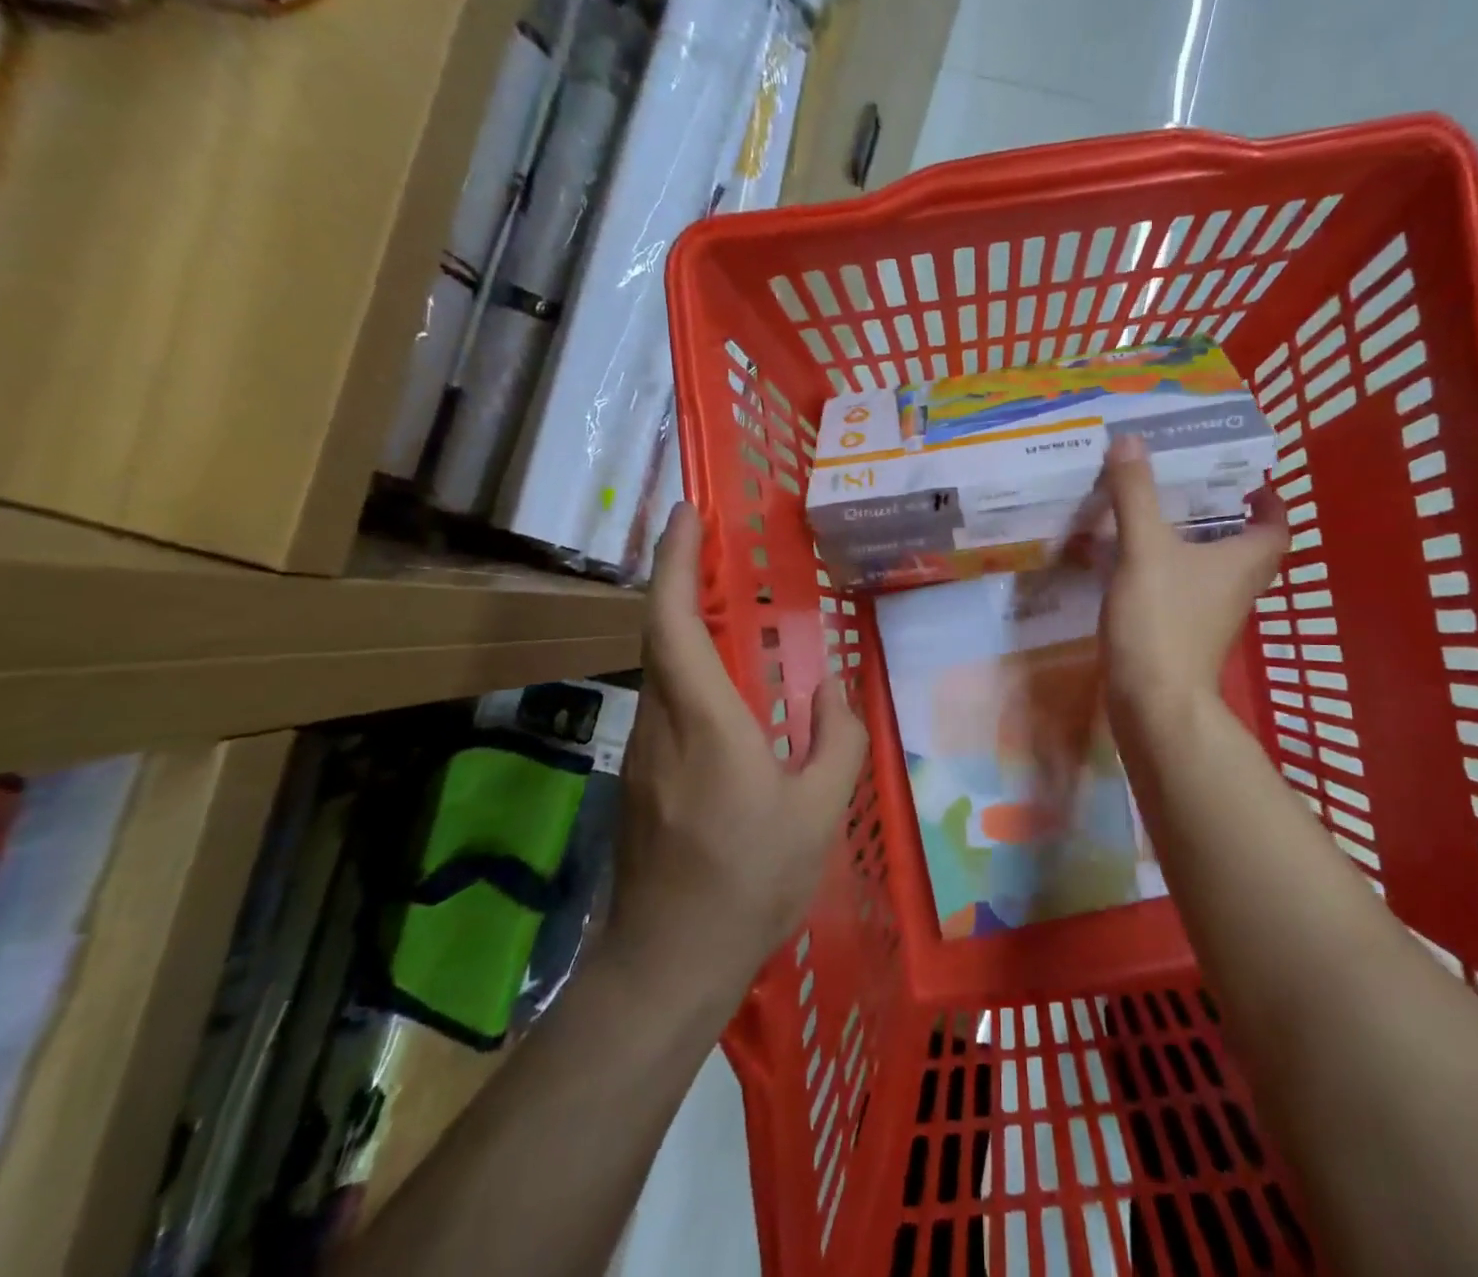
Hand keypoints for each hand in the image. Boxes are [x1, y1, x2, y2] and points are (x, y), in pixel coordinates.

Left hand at [613, 504, 867, 996]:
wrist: (667, 964)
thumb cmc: (749, 883)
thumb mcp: (818, 811)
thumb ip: (836, 738)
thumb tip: (836, 688)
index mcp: (705, 721)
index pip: (675, 622)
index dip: (676, 562)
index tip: (687, 513)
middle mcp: (661, 724)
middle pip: (659, 633)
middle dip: (679, 577)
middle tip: (712, 541)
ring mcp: (642, 753)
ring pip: (659, 668)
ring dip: (684, 623)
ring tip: (728, 603)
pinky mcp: (641, 779)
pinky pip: (666, 702)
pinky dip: (688, 668)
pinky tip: (726, 688)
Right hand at [1100, 435, 1287, 731]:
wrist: (1153, 702)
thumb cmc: (1162, 620)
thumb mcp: (1145, 549)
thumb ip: (1136, 494)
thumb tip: (1131, 439)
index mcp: (1244, 561)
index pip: (1276, 525)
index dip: (1269, 501)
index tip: (1247, 481)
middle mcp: (1237, 588)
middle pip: (1246, 547)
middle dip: (1227, 518)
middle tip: (1194, 491)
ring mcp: (1212, 616)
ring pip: (1213, 571)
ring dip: (1195, 545)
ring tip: (1158, 518)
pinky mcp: (1184, 636)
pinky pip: (1184, 592)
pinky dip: (1168, 573)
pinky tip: (1133, 563)